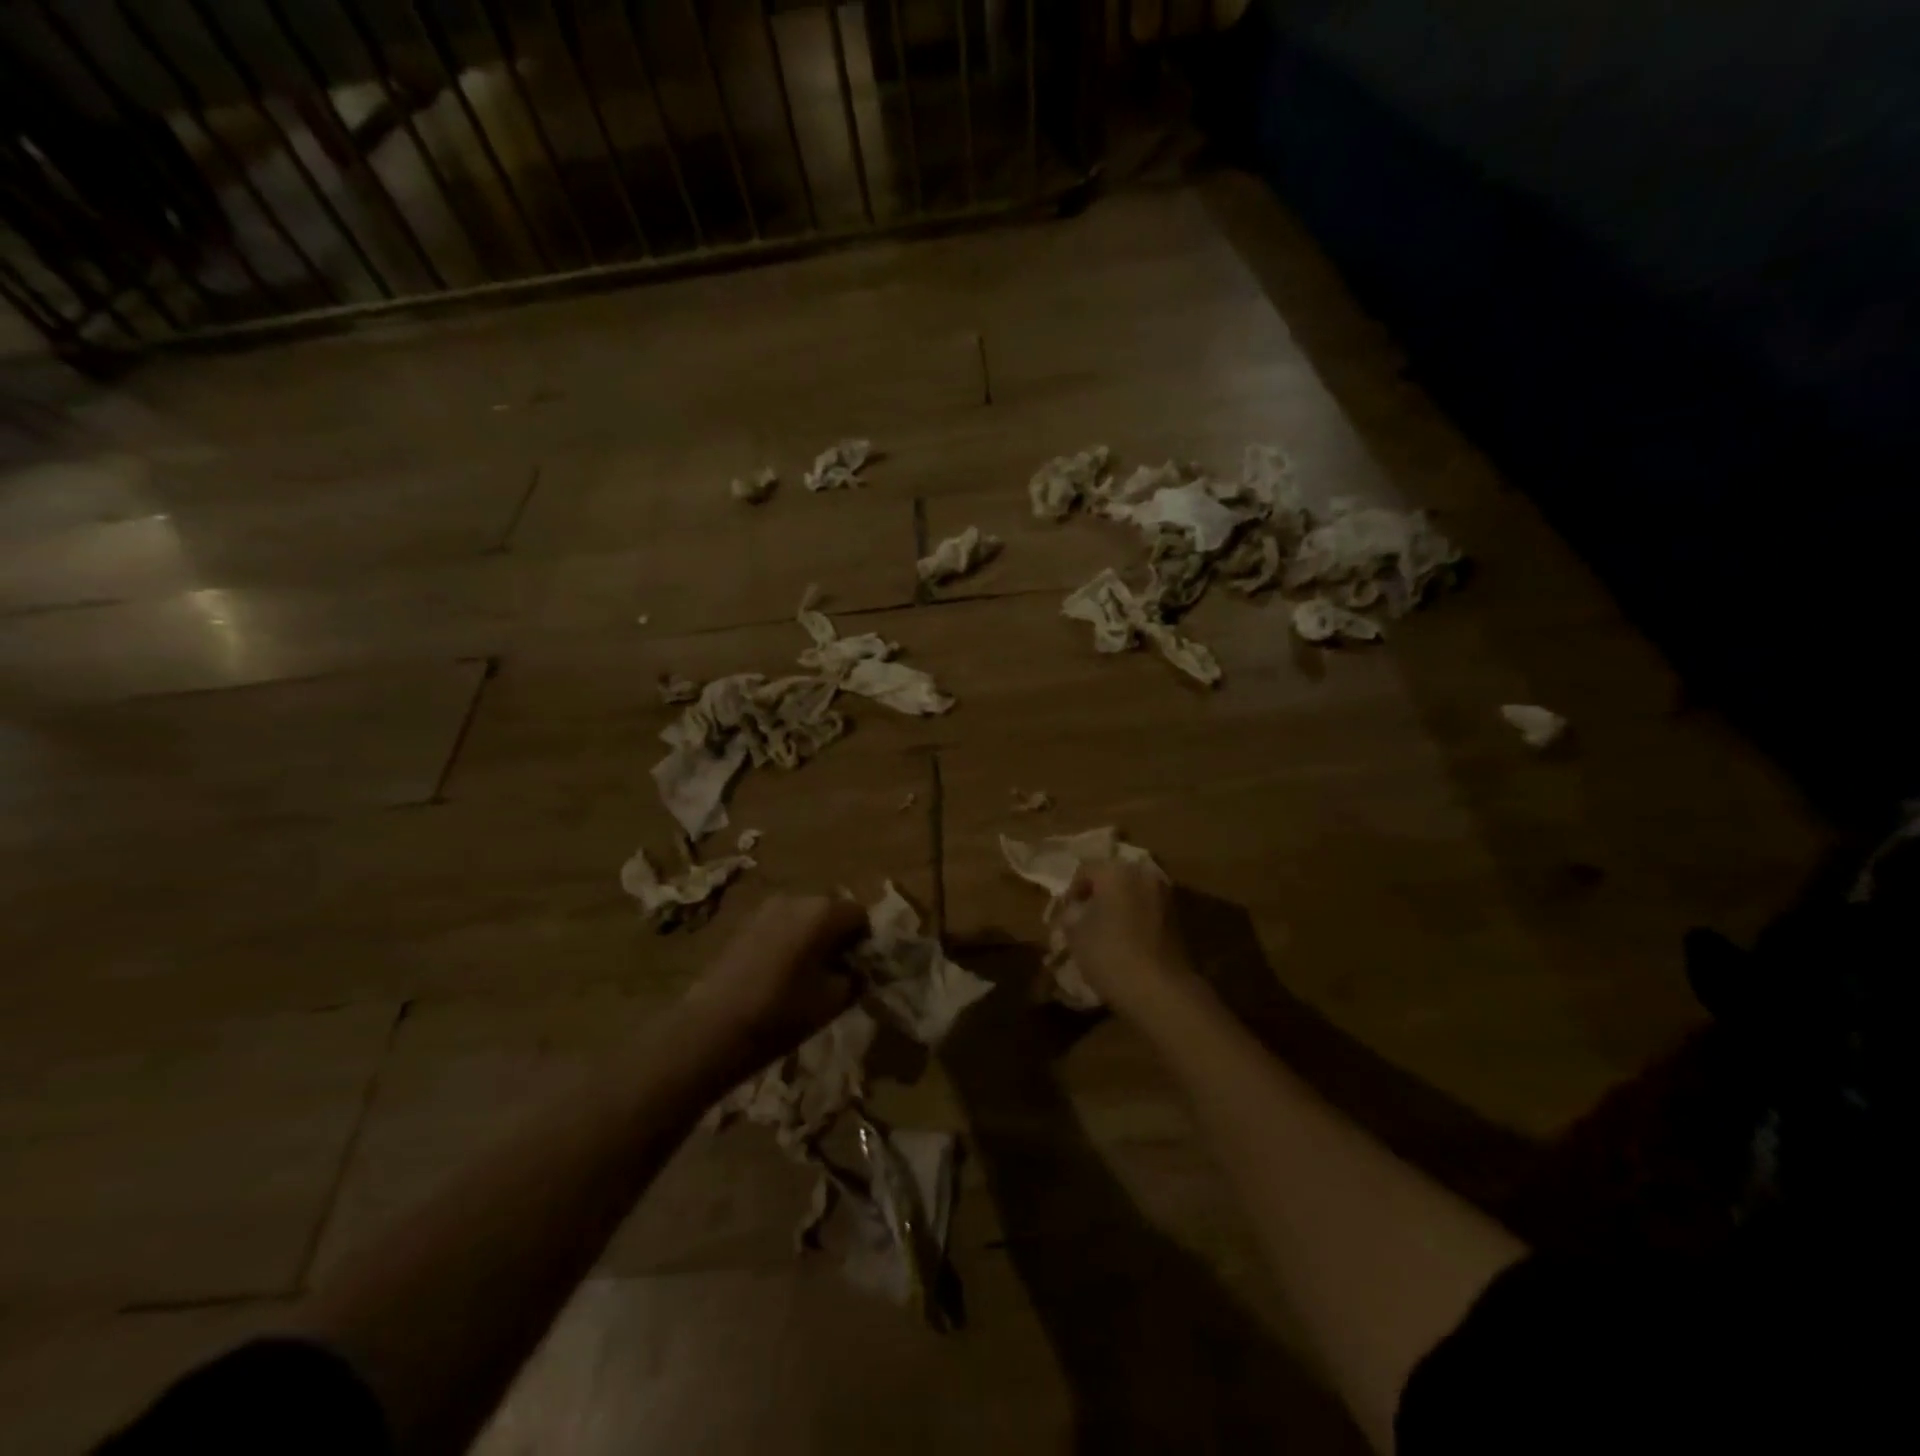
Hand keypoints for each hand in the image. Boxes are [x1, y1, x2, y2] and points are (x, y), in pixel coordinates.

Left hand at [679, 893, 866, 1070]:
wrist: (713, 1026)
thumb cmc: (782, 1012)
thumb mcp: (834, 1000)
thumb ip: (855, 977)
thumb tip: (857, 969)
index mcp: (824, 911)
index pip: (860, 915)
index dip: (863, 941)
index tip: (856, 968)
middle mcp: (797, 898)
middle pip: (830, 910)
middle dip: (836, 935)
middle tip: (833, 971)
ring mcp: (766, 908)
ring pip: (802, 917)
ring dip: (810, 937)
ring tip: (804, 973)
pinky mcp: (743, 923)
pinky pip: (778, 925)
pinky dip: (786, 941)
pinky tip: (777, 972)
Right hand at [1061, 862, 1197, 1018]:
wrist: (1160, 989)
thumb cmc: (1109, 954)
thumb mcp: (1075, 933)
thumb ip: (1071, 914)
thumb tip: (1075, 910)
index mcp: (1116, 871)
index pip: (1085, 869)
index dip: (1072, 891)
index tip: (1065, 914)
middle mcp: (1143, 874)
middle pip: (1112, 878)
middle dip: (1097, 895)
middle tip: (1085, 920)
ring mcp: (1165, 895)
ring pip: (1132, 893)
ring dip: (1118, 906)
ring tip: (1106, 931)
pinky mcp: (1178, 917)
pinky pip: (1148, 909)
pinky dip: (1135, 918)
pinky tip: (1126, 940)